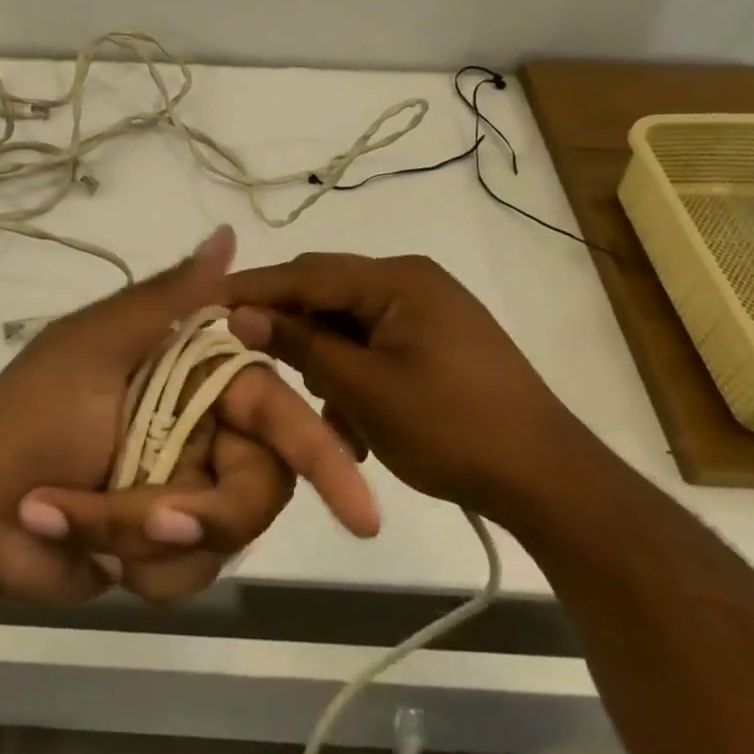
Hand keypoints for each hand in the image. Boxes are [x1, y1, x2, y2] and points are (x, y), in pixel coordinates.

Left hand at [0, 228, 379, 605]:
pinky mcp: (162, 550)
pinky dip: (136, 567)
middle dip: (205, 512)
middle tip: (154, 521)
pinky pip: (189, 577)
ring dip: (147, 538)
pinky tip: (82, 547)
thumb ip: (167, 299)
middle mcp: (200, 432)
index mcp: (191, 378)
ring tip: (78, 517)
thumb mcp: (95, 346)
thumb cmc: (28, 413)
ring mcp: (182, 493)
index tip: (362, 511)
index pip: (275, 411)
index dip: (321, 455)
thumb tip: (230, 234)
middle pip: (260, 488)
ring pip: (224, 539)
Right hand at [226, 252, 594, 518]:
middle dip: (287, 325)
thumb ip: (300, 345)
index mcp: (397, 279)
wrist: (549, 480)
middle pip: (326, 291)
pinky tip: (349, 419)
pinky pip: (374, 341)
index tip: (204, 303)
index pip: (306, 274)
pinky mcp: (435, 338)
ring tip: (310, 403)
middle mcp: (411, 280)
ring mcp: (427, 309)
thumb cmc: (452, 430)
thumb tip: (239, 315)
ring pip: (347, 321)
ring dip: (322, 357)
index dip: (253, 289)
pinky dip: (352, 371)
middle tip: (245, 353)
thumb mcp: (364, 390)